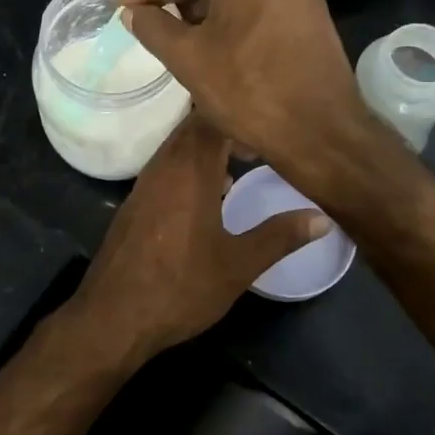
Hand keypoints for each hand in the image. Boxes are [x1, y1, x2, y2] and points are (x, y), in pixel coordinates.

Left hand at [69, 111, 328, 359]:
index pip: (213, 117)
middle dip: (228, 128)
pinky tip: (210, 197)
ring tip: (241, 166)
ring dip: (208, 148)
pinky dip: (190, 168)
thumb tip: (322, 218)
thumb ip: (280, 236)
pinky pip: (166, 168)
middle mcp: (163, 166)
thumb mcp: (238, 265)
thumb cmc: (180, 287)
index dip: (243, 116)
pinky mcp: (134, 203)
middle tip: (262, 145)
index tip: (270, 131)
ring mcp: (144, 184)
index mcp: (189, 170)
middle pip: (194, 126)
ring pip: (178, 147)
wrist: (112, 317)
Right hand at [116, 0, 371, 168]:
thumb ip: (152, 27)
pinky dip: (225, 13)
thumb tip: (132, 12)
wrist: (321, 132)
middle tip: (139, 17)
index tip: (119, 5)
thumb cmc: (249, 90)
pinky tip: (205, 38)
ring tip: (167, 31)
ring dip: (196, 4)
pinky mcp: (307, 10)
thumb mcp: (188, 58)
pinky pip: (255, 0)